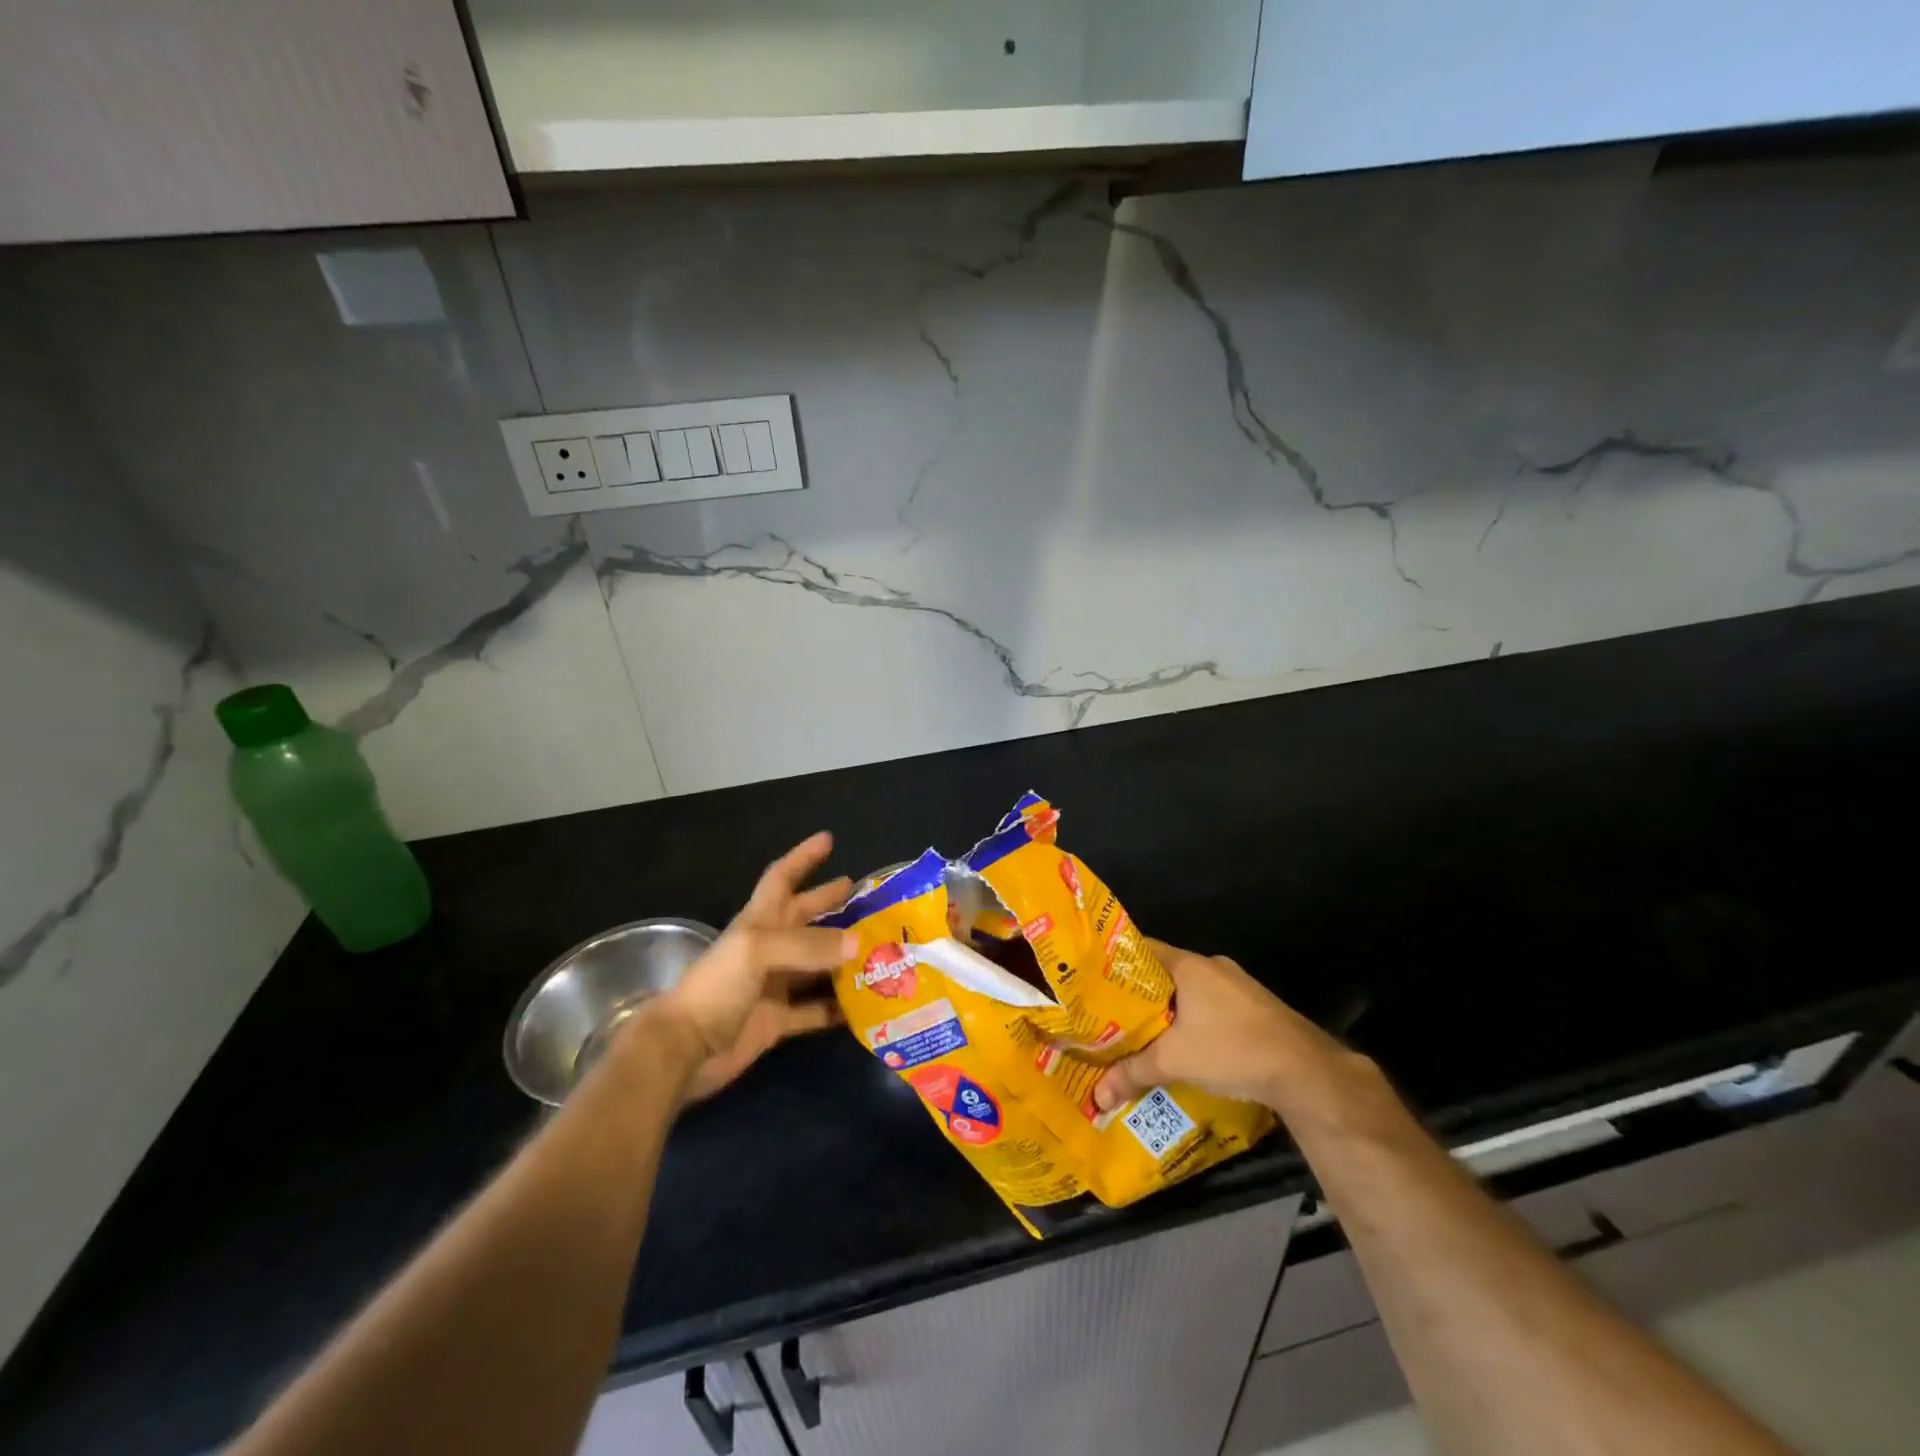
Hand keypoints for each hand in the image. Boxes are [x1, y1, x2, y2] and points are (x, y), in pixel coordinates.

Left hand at [650, 832, 855, 1101]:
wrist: (685, 1049)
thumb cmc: (717, 987)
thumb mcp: (758, 951)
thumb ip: (808, 945)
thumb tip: (859, 944)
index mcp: (759, 921)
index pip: (782, 877)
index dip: (803, 856)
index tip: (828, 839)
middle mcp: (769, 948)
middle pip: (805, 917)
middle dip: (831, 902)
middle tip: (867, 896)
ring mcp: (774, 985)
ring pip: (817, 963)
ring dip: (843, 956)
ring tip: (879, 948)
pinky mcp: (778, 1021)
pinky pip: (815, 1010)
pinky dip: (838, 1008)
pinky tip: (865, 1004)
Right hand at [1093, 939, 1346, 1112]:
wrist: (1305, 1069)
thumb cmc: (1230, 1048)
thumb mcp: (1174, 1062)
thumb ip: (1133, 1073)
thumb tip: (1097, 1095)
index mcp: (1188, 964)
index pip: (1140, 949)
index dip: (1115, 963)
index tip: (1094, 982)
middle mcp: (1211, 966)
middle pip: (1164, 972)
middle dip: (1140, 994)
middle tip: (1113, 1015)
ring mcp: (1237, 985)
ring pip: (1190, 991)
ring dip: (1171, 1010)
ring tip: (1146, 1034)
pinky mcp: (1256, 1007)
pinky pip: (1213, 1006)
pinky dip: (1196, 1020)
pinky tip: (1188, 1046)